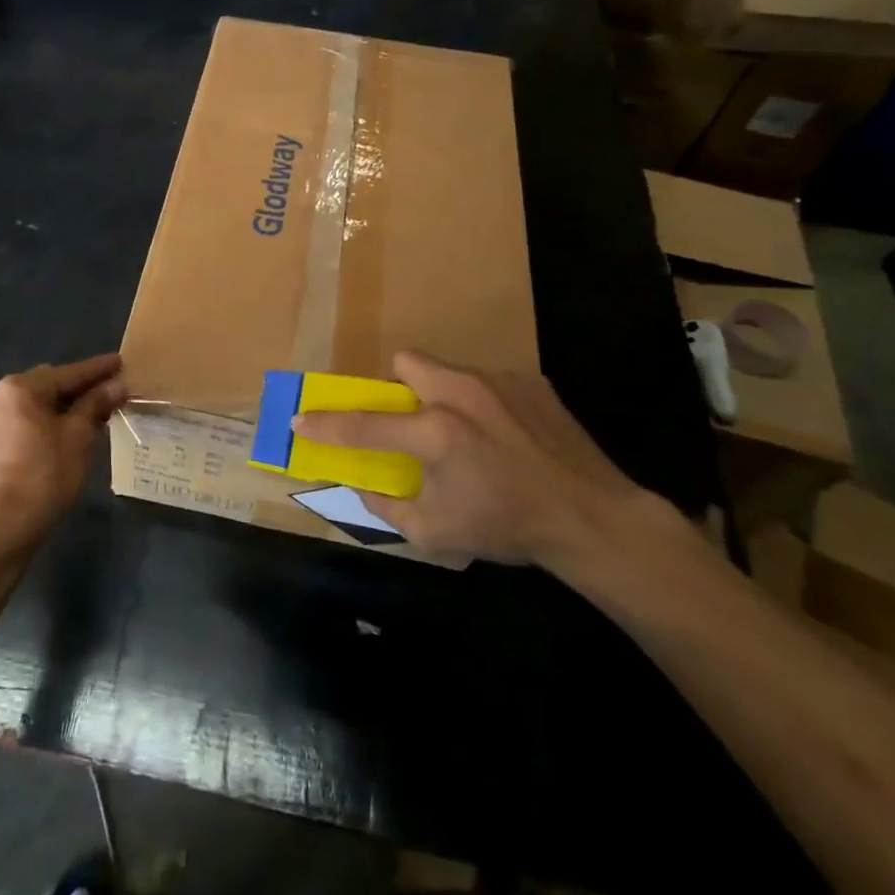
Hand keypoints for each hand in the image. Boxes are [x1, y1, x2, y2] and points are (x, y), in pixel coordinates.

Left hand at [0, 354, 126, 560]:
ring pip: (39, 404)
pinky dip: (51, 421)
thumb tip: (116, 385)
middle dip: (83, 388)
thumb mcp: (78, 436)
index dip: (98, 369)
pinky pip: (28, 420)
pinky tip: (73, 430)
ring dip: (68, 406)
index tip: (121, 361)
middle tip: (113, 391)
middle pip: (51, 385)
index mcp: (19, 388)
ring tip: (98, 412)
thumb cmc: (46, 475)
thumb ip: (96, 404)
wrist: (4, 527)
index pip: (68, 373)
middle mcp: (0, 395)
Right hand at [291, 352, 640, 568]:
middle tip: (412, 422)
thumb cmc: (508, 528)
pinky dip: (483, 405)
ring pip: (449, 371)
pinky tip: (506, 438)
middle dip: (398, 386)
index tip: (300, 420)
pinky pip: (488, 383)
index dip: (326, 424)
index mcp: (435, 432)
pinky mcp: (531, 383)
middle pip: (407, 361)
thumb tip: (362, 485)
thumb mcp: (436, 533)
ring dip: (443, 396)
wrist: (593, 519)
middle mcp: (461, 394)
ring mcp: (499, 383)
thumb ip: (388, 506)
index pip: (364, 423)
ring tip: (468, 435)